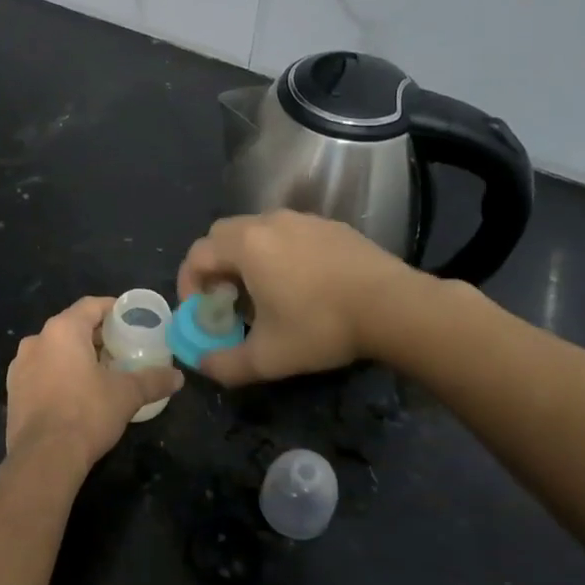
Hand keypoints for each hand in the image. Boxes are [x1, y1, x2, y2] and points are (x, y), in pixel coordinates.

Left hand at [5, 297, 183, 475]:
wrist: (43, 458)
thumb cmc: (86, 414)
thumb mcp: (127, 395)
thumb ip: (153, 380)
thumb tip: (178, 377)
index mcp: (63, 330)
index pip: (91, 305)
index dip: (113, 308)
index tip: (130, 319)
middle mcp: (36, 340)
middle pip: (71, 326)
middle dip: (96, 335)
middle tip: (121, 347)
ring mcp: (20, 365)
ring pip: (54, 349)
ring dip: (76, 355)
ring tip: (100, 371)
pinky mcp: (13, 390)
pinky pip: (41, 370)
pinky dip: (59, 373)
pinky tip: (76, 392)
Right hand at [176, 210, 434, 385]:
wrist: (395, 306)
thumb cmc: (321, 326)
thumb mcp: (268, 357)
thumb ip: (225, 364)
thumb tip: (202, 365)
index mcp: (246, 246)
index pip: (197, 255)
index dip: (189, 283)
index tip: (201, 311)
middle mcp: (268, 222)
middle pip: (222, 236)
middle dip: (215, 266)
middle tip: (227, 299)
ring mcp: (302, 220)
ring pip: (257, 231)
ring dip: (247, 258)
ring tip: (264, 292)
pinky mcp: (331, 226)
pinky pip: (289, 233)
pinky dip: (279, 253)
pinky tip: (302, 284)